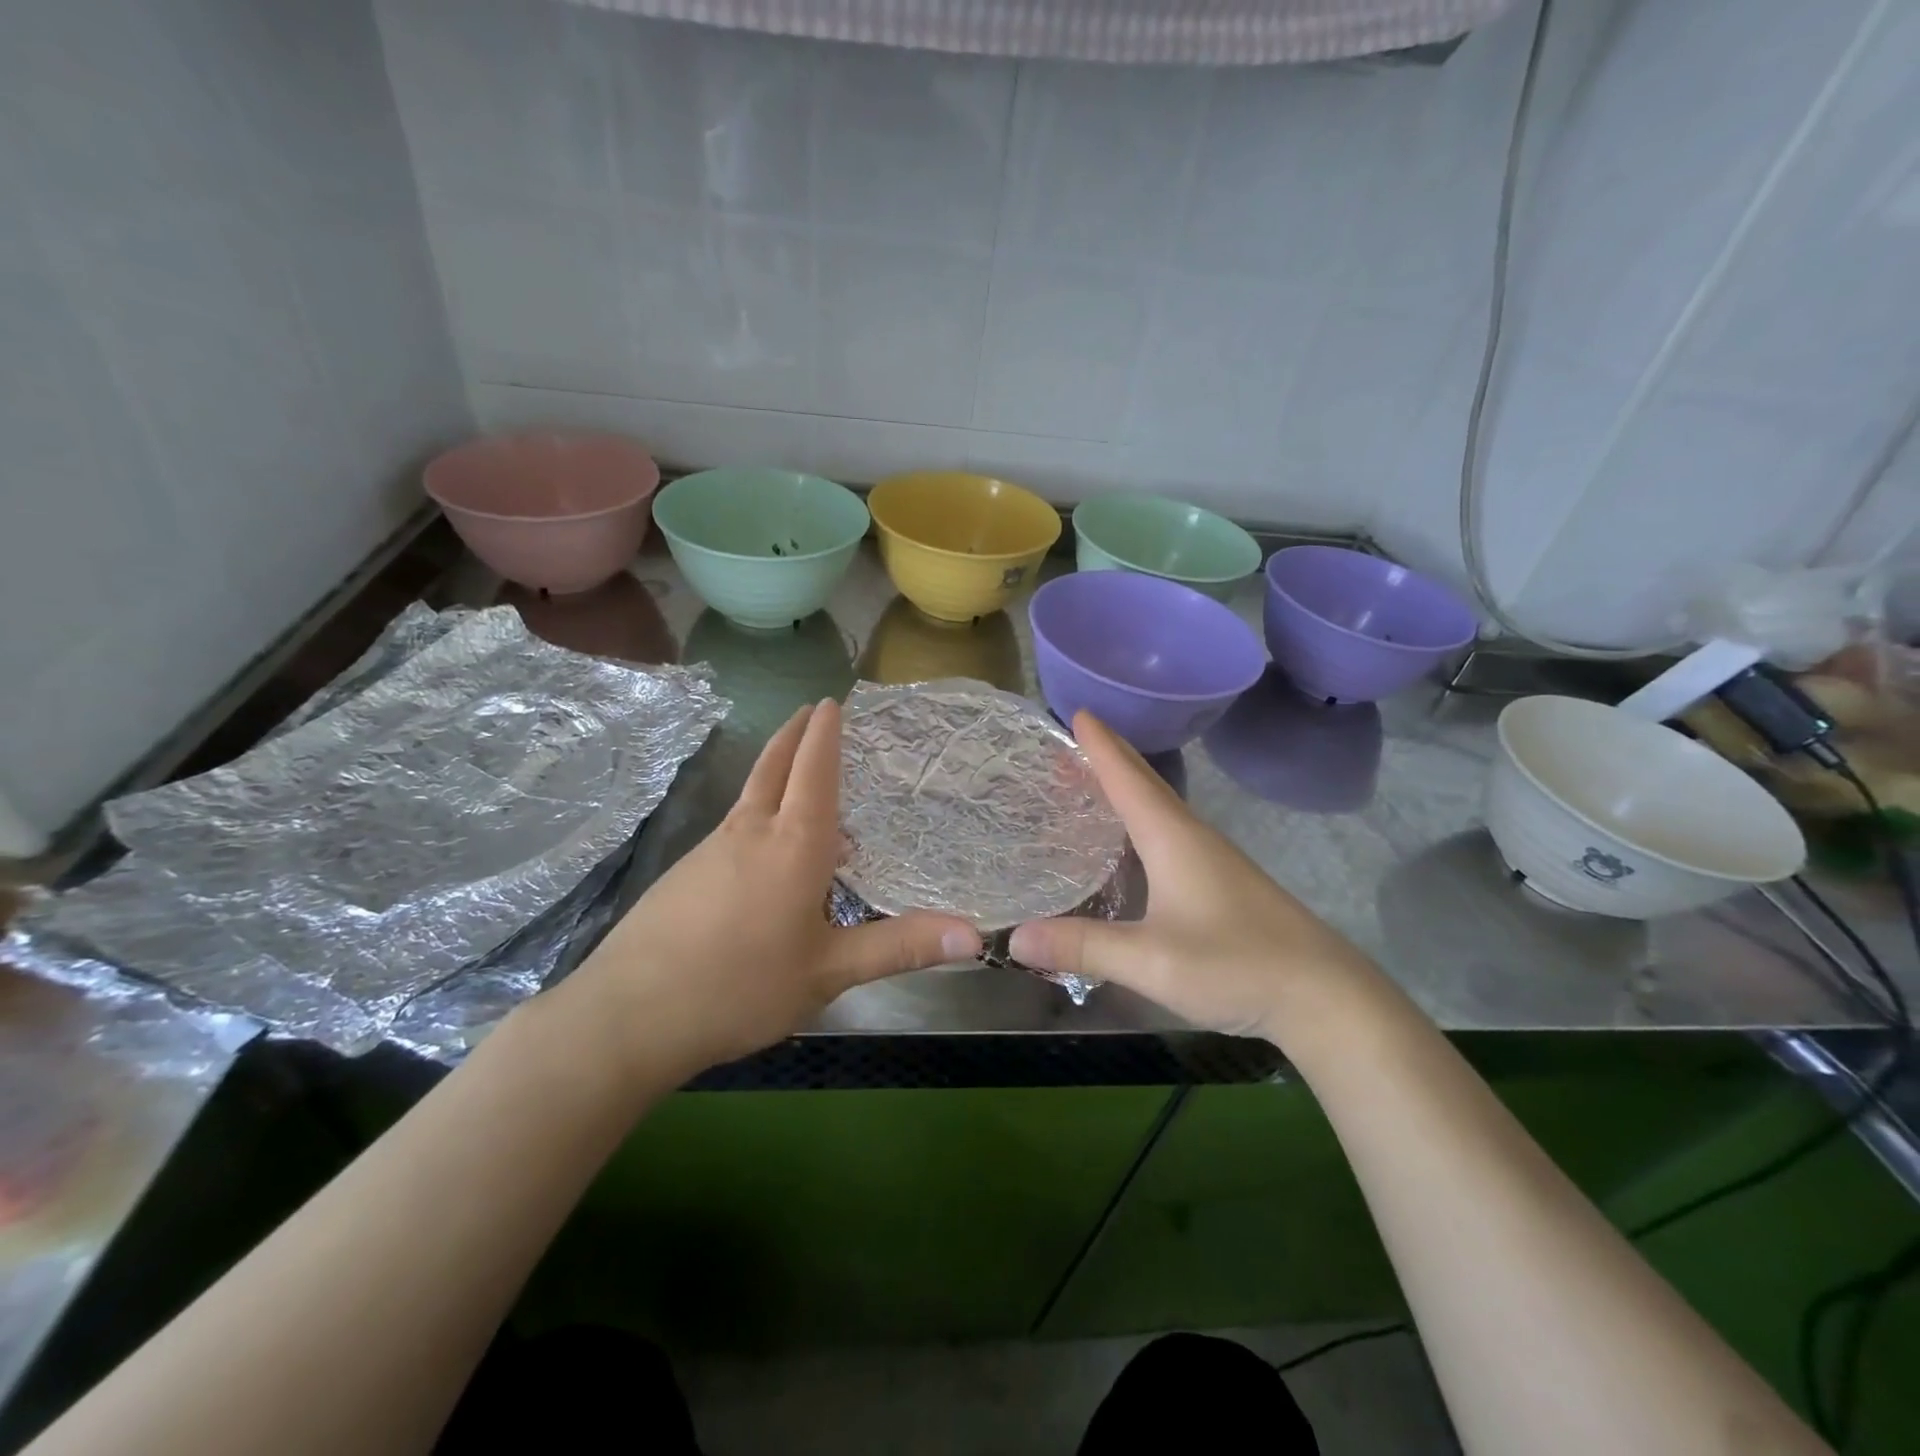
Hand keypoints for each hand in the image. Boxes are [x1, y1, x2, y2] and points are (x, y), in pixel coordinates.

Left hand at [554, 699, 981, 1077]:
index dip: (825, 734)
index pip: (814, 771)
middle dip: (795, 734)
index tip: (832, 702)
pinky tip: (762, 844)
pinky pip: (734, 825)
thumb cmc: (742, 987)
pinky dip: (757, 809)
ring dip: (775, 769)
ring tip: (797, 771)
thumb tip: (974, 937)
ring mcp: (711, 850)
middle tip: (811, 710)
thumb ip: (900, 947)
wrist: (629, 1015)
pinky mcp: (684, 874)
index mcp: (793, 844)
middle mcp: (751, 832)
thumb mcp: (830, 971)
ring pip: (750, 794)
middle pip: (773, 766)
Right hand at [1009, 712, 1374, 1041]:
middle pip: (1145, 784)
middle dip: (1108, 759)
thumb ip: (1083, 947)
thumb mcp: (1150, 961)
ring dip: (1125, 788)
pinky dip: (1141, 819)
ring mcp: (1212, 859)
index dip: (1100, 745)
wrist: (1324, 995)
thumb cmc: (1236, 965)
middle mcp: (1192, 837)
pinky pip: (1170, 832)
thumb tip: (1014, 938)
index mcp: (1173, 838)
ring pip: (1160, 808)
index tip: (1076, 711)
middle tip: (1071, 742)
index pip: (1128, 778)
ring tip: (1091, 783)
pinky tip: (1132, 842)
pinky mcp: (1222, 882)